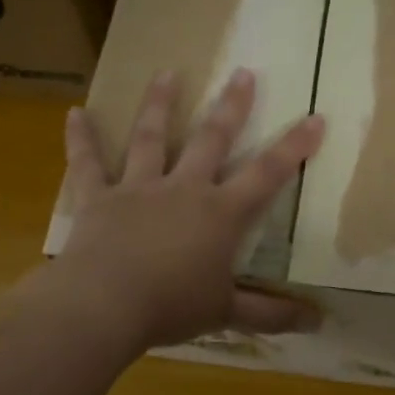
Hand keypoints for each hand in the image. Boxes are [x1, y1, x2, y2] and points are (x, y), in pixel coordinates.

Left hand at [57, 69, 325, 349]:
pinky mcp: (98, 197)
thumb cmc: (171, 307)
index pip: (266, 175)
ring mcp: (138, 188)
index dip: (294, 147)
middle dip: (231, 106)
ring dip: (160, 104)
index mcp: (219, 214)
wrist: (105, 305)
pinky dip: (81, 138)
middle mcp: (183, 189)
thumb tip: (319, 323)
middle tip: (243, 72)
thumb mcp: (226, 312)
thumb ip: (271, 314)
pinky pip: (88, 163)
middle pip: (211, 139)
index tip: (315, 117)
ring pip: (151, 137)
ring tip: (167, 72)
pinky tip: (75, 112)